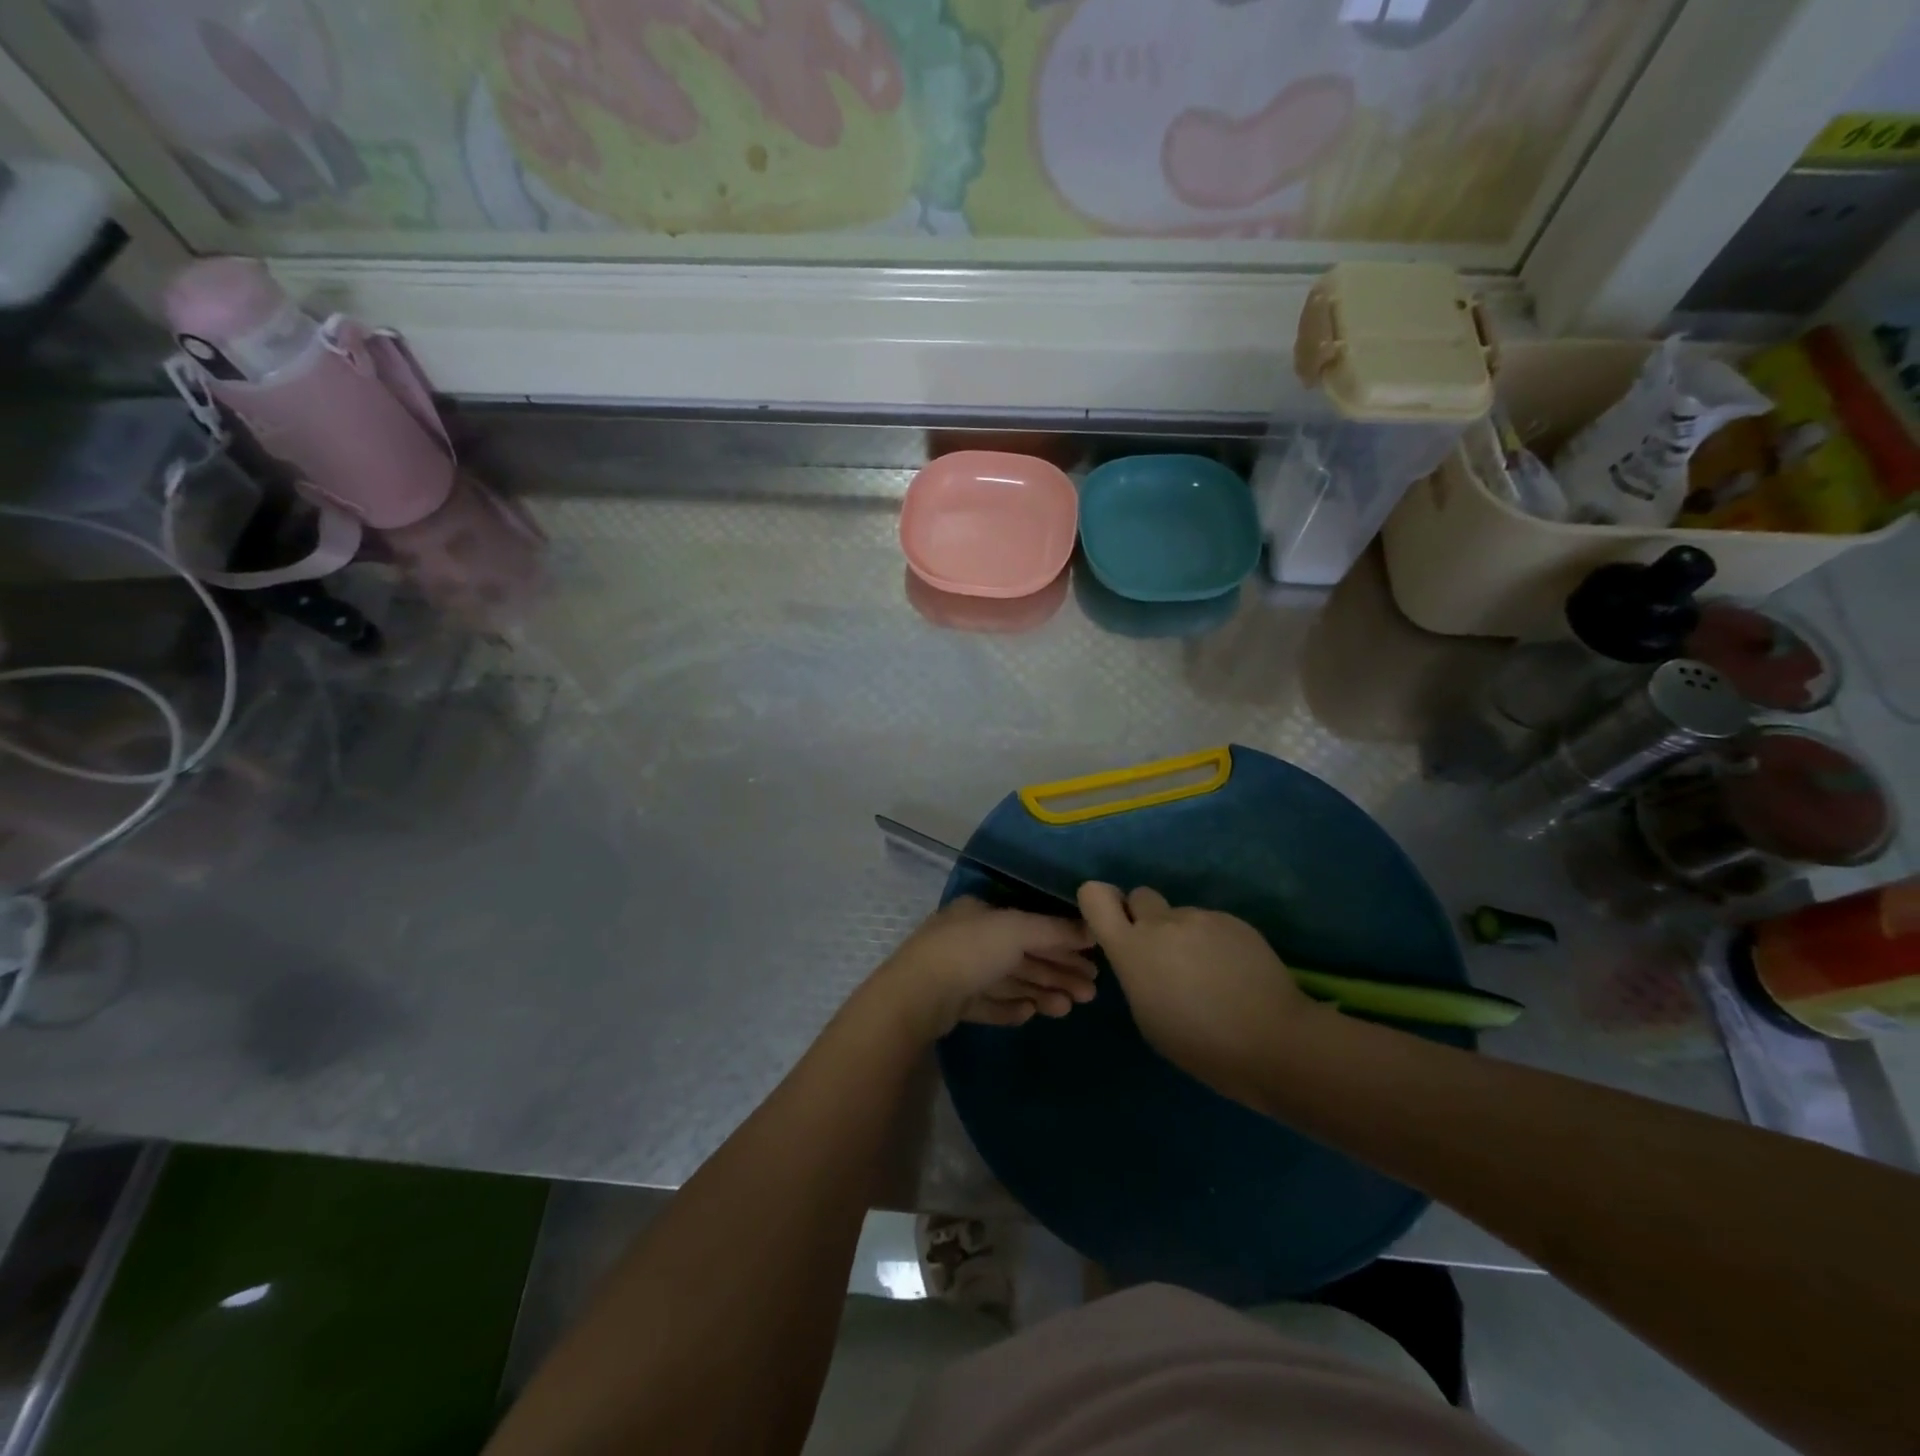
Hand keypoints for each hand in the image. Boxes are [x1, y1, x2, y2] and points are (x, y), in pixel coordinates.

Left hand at [866, 898, 1097, 1039]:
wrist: (918, 995)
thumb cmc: (970, 951)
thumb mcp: (1018, 930)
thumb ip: (1056, 930)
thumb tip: (1093, 928)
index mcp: (980, 912)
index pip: (1030, 925)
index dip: (1063, 942)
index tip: (1093, 961)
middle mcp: (970, 937)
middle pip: (1023, 955)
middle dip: (1057, 971)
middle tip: (1091, 992)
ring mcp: (959, 971)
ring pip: (1009, 981)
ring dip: (1041, 992)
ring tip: (1067, 1008)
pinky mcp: (953, 1003)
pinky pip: (990, 1003)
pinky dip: (1012, 1007)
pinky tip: (1031, 1013)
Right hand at [1077, 883, 1324, 1099]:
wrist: (1273, 1041)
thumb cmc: (1200, 1044)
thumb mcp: (1147, 1015)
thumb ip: (1136, 972)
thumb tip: (1144, 958)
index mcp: (1131, 948)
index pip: (1095, 896)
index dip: (1100, 902)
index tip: (1113, 923)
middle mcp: (1161, 922)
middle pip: (1140, 896)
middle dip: (1146, 918)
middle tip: (1164, 953)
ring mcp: (1200, 917)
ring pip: (1180, 915)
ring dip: (1185, 935)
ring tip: (1210, 974)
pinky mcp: (1234, 921)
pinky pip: (1212, 924)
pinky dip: (1216, 942)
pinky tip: (1234, 973)